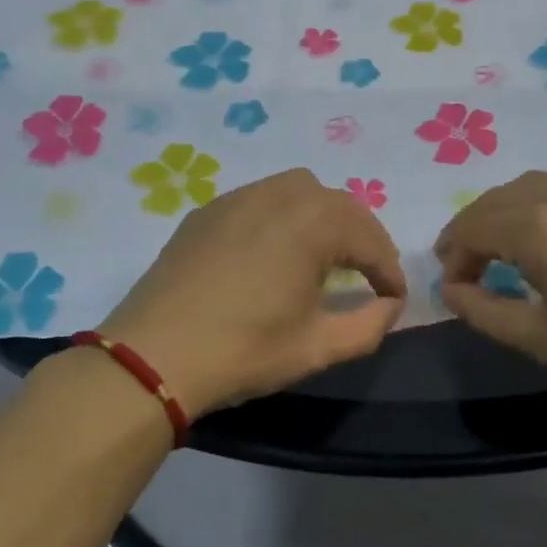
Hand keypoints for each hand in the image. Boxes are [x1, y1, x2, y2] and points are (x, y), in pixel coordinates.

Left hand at [100, 170, 406, 415]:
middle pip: (338, 204)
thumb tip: (389, 306)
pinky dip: (283, 215)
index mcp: (312, 224)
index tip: (394, 298)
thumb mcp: (317, 348)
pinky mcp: (207, 211)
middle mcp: (279, 196)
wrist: (153, 356)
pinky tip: (274, 250)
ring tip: (323, 255)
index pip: (368, 238)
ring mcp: (237, 198)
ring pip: (298, 190)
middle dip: (362, 237)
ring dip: (323, 217)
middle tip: (368, 274)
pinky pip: (260, 198)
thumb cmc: (243, 351)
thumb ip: (368, 325)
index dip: (389, 269)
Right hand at [435, 171, 546, 424]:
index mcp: (541, 226)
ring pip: (532, 188)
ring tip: (500, 253)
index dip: (453, 255)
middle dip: (473, 230)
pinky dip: (540, 207)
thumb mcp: (541, 340)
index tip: (451, 288)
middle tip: (464, 270)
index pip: (474, 227)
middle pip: (498, 200)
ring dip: (505, 214)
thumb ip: (484, 311)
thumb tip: (451, 290)